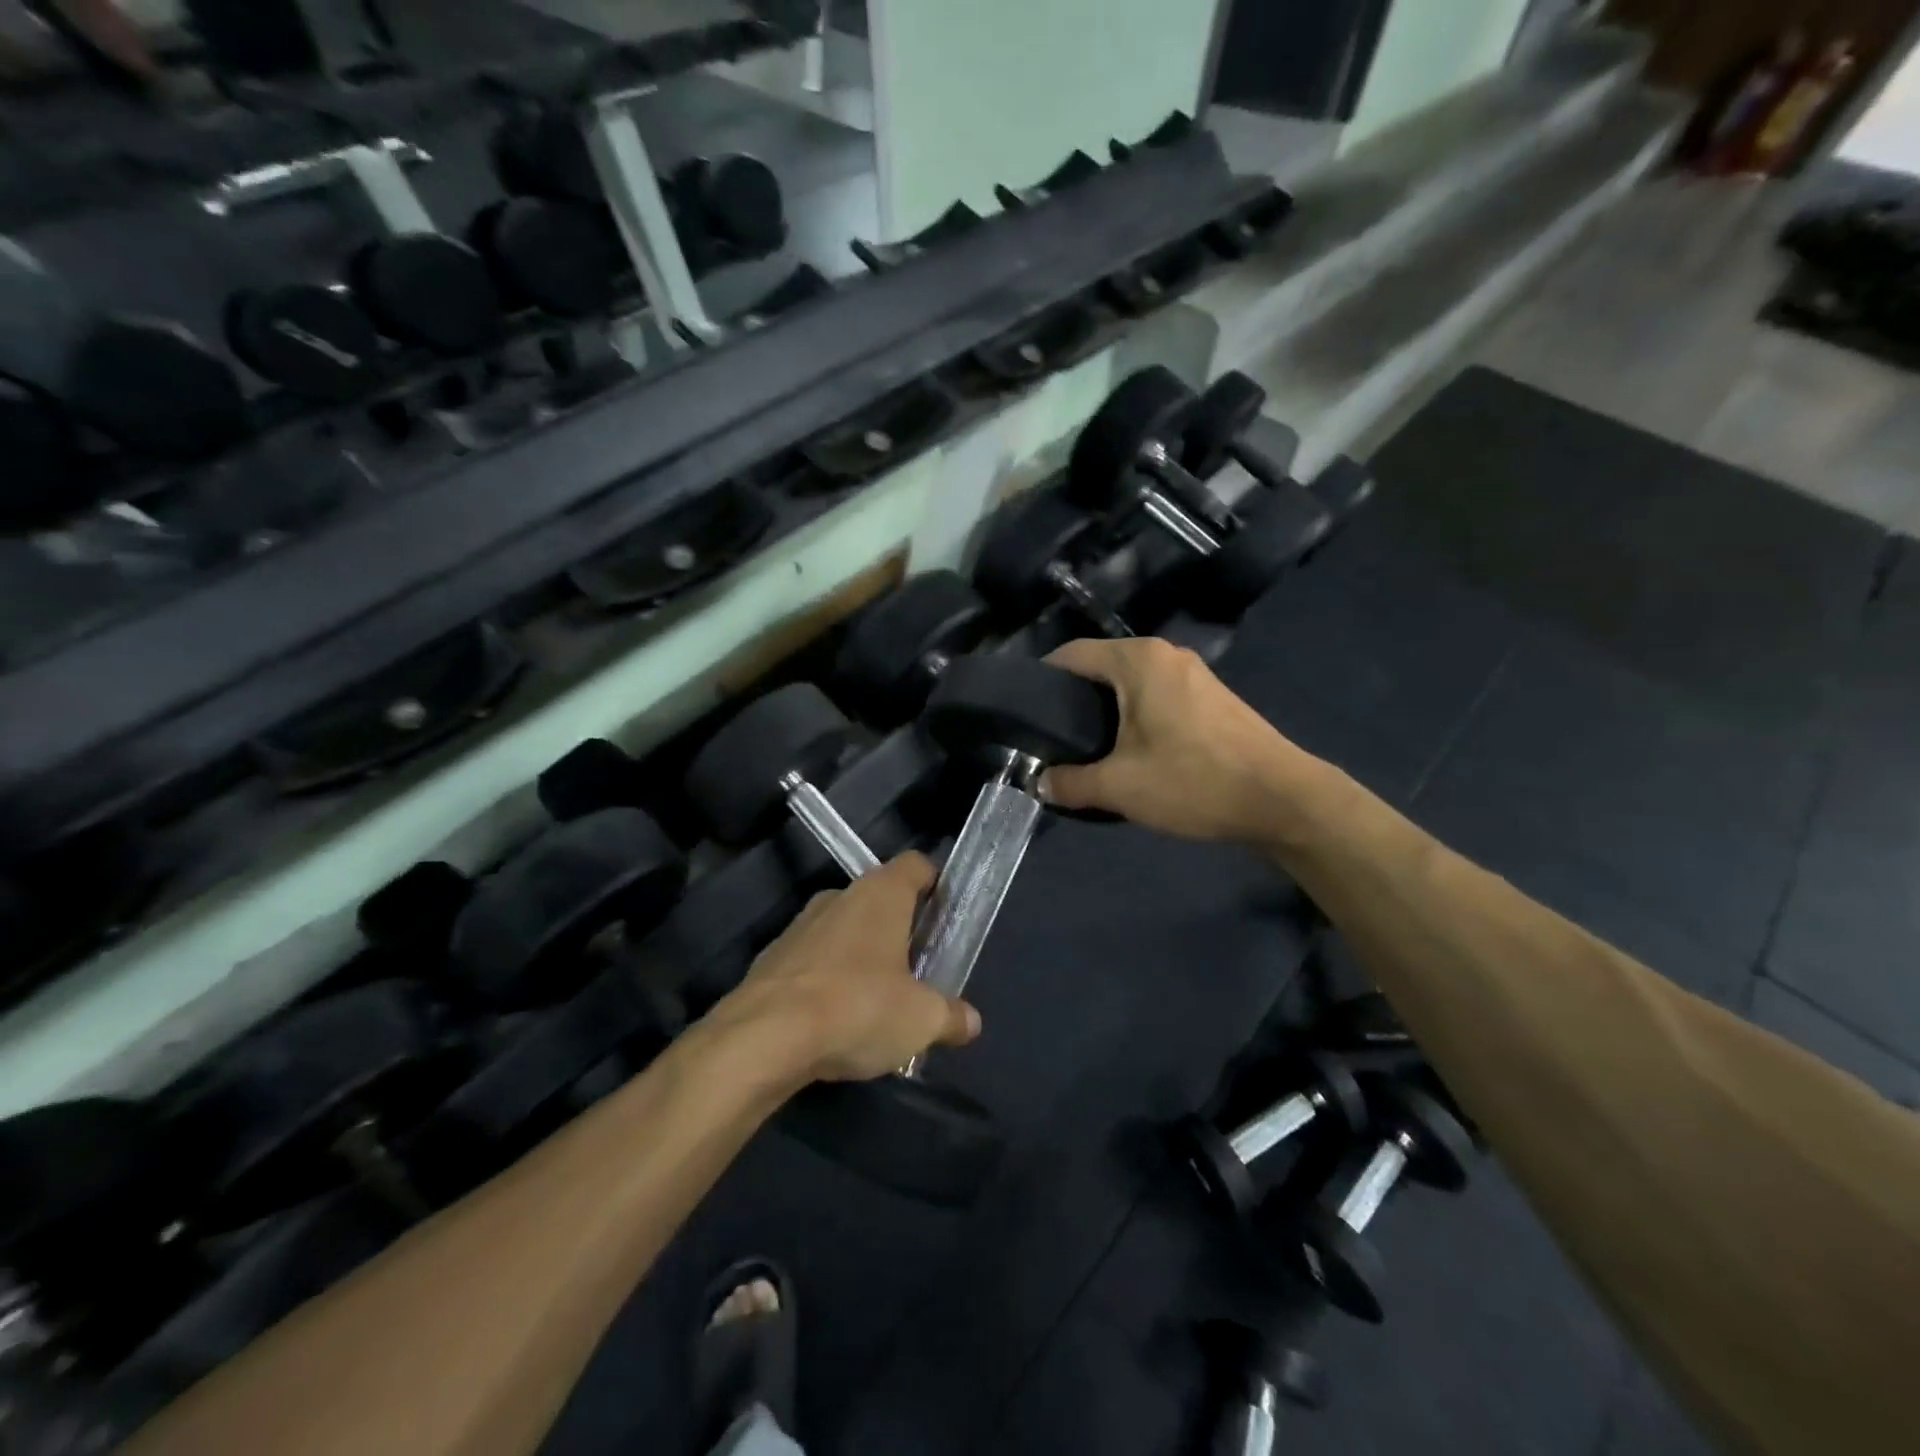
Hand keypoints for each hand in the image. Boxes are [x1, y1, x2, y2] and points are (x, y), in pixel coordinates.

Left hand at [729, 852, 979, 1082]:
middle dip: (900, 931)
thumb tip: (970, 1022)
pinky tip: (834, 1022)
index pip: (916, 865)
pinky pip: (813, 961)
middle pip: (880, 900)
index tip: (945, 916)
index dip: (935, 884)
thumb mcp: (921, 1020)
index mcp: (881, 893)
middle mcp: (840, 896)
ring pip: (844, 931)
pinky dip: (827, 981)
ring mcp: (800, 924)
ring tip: (876, 1004)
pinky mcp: (772, 957)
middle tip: (917, 971)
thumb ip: (951, 1016)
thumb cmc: (858, 1008)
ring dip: (862, 957)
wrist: (763, 1039)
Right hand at [1041, 637, 1303, 842]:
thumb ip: (1069, 782)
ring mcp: (1193, 673)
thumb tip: (1039, 782)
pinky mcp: (1210, 696)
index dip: (1041, 680)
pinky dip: (1134, 714)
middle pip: (1101, 666)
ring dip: (1105, 708)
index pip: (1071, 654)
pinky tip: (1130, 749)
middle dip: (1072, 698)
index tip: (1024, 713)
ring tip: (1085, 746)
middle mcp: (1165, 654)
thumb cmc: (1193, 781)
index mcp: (1138, 661)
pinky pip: (1156, 694)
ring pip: (1130, 682)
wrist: (1281, 799)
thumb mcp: (1119, 787)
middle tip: (1050, 737)